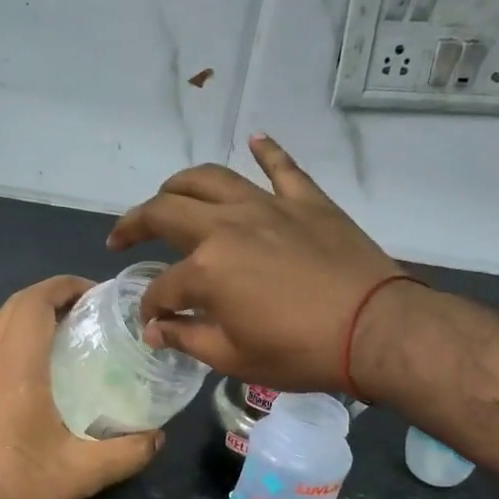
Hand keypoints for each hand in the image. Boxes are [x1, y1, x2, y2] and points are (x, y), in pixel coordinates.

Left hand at [0, 276, 163, 498]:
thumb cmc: (15, 485)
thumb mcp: (82, 473)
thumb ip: (128, 453)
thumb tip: (158, 437)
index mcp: (16, 363)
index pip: (36, 299)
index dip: (66, 286)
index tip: (96, 294)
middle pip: (16, 304)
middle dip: (52, 297)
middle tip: (87, 314)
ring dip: (28, 317)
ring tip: (63, 337)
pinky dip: (10, 338)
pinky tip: (31, 371)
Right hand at [106, 135, 414, 394]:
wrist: (375, 329)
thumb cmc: (300, 352)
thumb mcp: (233, 358)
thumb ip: (187, 338)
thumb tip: (156, 330)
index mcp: (206, 268)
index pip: (162, 286)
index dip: (151, 307)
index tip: (152, 323)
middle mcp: (227, 226)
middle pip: (167, 212)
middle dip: (135, 224)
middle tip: (122, 238)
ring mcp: (268, 206)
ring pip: (211, 179)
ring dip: (180, 184)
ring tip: (167, 195)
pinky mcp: (306, 201)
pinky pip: (281, 167)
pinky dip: (267, 151)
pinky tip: (254, 140)